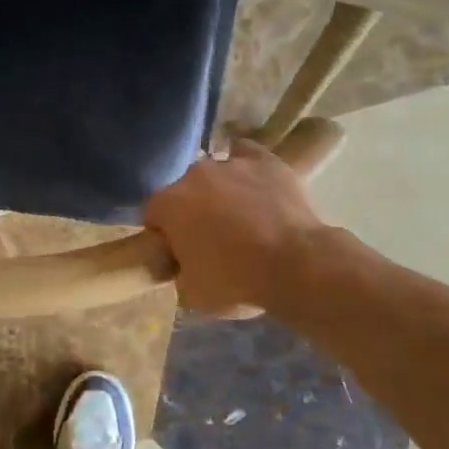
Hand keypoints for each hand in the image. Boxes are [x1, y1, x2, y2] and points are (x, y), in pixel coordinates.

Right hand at [143, 141, 326, 316]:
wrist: (296, 265)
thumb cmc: (237, 281)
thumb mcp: (192, 294)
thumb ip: (177, 272)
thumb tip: (181, 265)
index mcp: (168, 204)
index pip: (152, 214)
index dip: (164, 234)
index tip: (178, 253)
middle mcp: (193, 174)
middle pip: (183, 191)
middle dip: (192, 211)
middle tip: (212, 240)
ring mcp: (230, 163)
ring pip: (215, 174)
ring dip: (220, 192)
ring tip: (242, 219)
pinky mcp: (264, 160)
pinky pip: (246, 154)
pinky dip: (246, 166)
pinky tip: (254, 182)